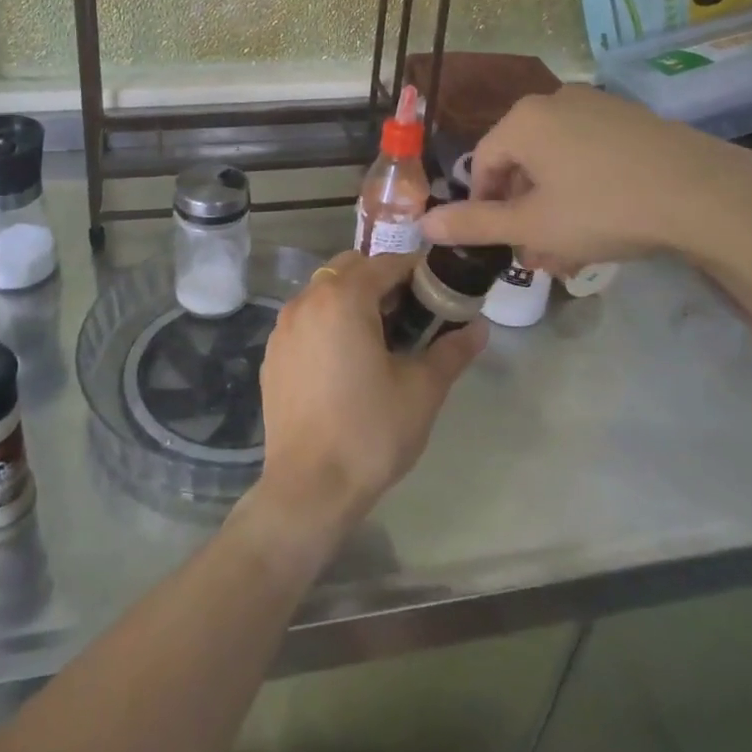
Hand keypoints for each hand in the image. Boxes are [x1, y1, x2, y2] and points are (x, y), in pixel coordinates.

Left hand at [256, 251, 485, 535]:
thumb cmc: (370, 431)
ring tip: (379, 340)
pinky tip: (345, 363)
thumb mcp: (422, 390)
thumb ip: (452, 350)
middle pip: (350, 268)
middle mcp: (306, 300)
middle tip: (410, 317)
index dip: (417, 273)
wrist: (309, 487)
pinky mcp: (272, 354)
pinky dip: (328, 323)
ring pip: (324, 291)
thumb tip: (479, 327)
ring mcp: (283, 327)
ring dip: (353, 300)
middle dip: (382, 281)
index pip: (386, 264)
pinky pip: (306, 320)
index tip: (439, 293)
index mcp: (343, 298)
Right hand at [420, 85, 751, 274]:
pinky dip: (584, 187)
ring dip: (553, 205)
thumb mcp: (532, 226)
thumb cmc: (603, 208)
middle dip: (523, 212)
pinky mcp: (632, 119)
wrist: (706, 195)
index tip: (501, 242)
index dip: (483, 206)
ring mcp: (598, 106)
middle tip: (537, 253)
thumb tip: (424, 225)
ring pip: (557, 161)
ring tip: (570, 249)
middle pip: (520, 162)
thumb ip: (474, 224)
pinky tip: (604, 222)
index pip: (482, 163)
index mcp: (523, 119)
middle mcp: (555, 101)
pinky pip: (590, 153)